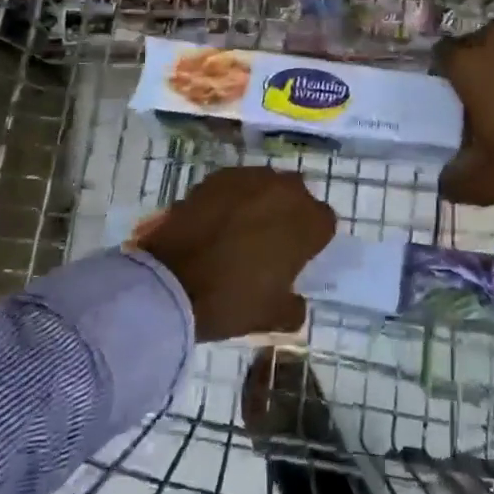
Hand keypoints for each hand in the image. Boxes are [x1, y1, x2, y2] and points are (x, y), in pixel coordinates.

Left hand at [134, 167, 334, 341]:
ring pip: (267, 185)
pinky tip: (218, 221)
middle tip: (270, 241)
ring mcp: (249, 178)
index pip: (324, 222)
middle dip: (289, 214)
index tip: (297, 258)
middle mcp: (284, 190)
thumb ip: (294, 308)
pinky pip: (236, 184)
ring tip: (241, 228)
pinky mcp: (216, 177)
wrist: (168, 283)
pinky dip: (233, 199)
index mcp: (307, 222)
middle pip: (298, 196)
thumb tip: (296, 302)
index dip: (312, 240)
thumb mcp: (270, 317)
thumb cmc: (230, 300)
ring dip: (262, 201)